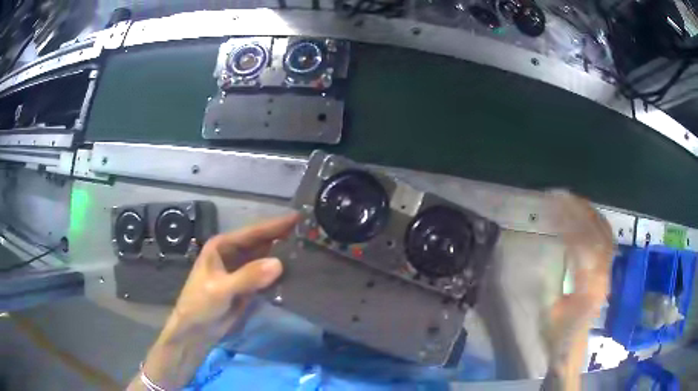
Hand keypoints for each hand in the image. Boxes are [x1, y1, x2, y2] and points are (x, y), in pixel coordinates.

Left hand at [128, 213, 299, 390]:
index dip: (276, 224)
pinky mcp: (248, 286)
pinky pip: (267, 276)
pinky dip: (280, 274)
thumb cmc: (200, 305)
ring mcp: (241, 270)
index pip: (253, 232)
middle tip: (311, 233)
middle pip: (262, 243)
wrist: (196, 331)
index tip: (300, 217)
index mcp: (222, 246)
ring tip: (310, 250)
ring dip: (284, 255)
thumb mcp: (220, 289)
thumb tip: (279, 263)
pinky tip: (297, 272)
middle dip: (283, 237)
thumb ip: (247, 277)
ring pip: (266, 258)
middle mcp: (233, 254)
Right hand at [542, 191, 612, 390]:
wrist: (571, 352)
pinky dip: (597, 226)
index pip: (584, 245)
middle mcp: (602, 277)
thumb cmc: (557, 336)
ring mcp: (606, 275)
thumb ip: (557, 280)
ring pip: (606, 236)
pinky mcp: (605, 275)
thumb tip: (554, 250)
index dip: (569, 223)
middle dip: (582, 212)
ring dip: (591, 215)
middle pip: (599, 235)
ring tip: (574, 201)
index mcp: (588, 287)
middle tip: (563, 196)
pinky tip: (586, 219)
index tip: (554, 207)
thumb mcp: (550, 312)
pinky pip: (606, 243)